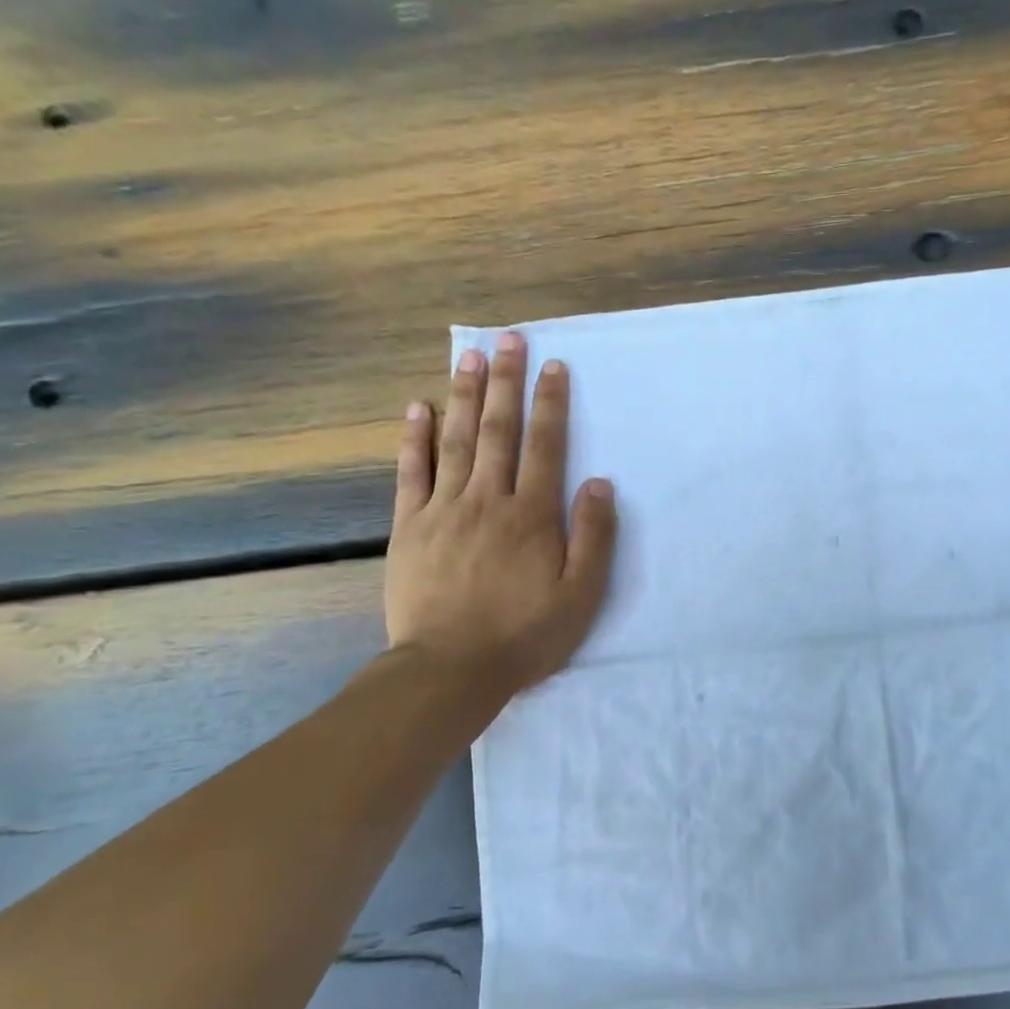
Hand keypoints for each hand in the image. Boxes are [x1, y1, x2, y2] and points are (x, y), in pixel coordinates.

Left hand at [386, 331, 617, 699]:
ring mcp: (444, 510)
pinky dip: (414, 438)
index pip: (545, 446)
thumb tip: (599, 483)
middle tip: (508, 338)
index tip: (553, 366)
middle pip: (498, 430)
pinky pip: (411, 473)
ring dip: (464, 395)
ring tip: (469, 355)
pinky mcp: (410, 527)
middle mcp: (489, 500)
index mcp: (533, 515)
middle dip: (505, 382)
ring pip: (456, 441)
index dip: (550, 403)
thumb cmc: (525, 635)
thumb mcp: (581, 595)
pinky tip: (416, 408)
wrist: (451, 669)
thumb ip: (593, 536)